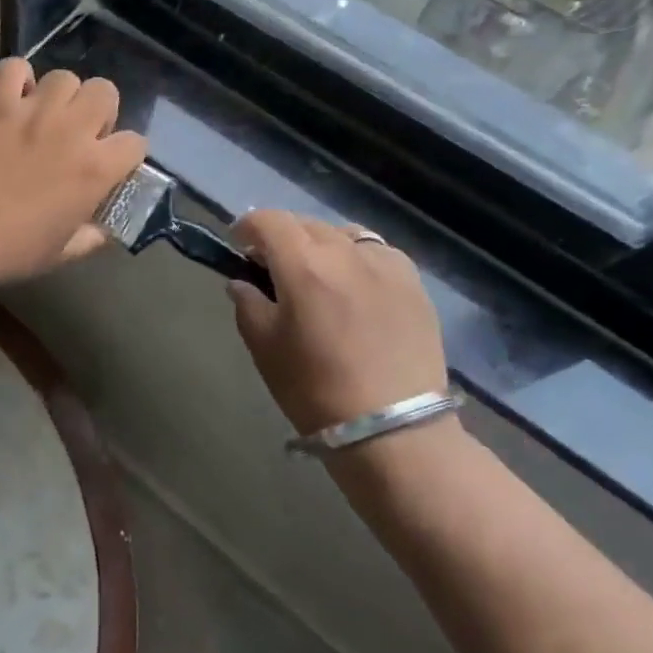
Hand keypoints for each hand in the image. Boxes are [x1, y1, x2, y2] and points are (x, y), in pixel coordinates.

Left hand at [0, 59, 147, 289]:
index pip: (135, 142)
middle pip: (105, 91)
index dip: (125, 153)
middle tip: (78, 132)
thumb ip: (90, 238)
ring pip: (64, 77)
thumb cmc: (7, 249)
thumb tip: (103, 231)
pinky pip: (15, 67)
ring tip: (44, 114)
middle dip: (98, 110)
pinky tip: (11, 98)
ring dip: (60, 94)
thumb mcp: (60, 254)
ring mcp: (32, 110)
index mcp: (95, 169)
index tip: (110, 163)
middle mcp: (71, 130)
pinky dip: (17, 78)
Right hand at [228, 211, 446, 435]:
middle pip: (305, 223)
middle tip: (273, 267)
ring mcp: (385, 265)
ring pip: (343, 233)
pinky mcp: (414, 284)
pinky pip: (377, 253)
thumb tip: (242, 282)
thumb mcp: (264, 347)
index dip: (247, 226)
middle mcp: (345, 252)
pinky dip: (358, 258)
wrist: (395, 432)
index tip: (238, 245)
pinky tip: (356, 286)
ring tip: (318, 274)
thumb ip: (247, 304)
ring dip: (321, 244)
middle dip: (282, 237)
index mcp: (303, 265)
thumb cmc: (316, 390)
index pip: (268, 220)